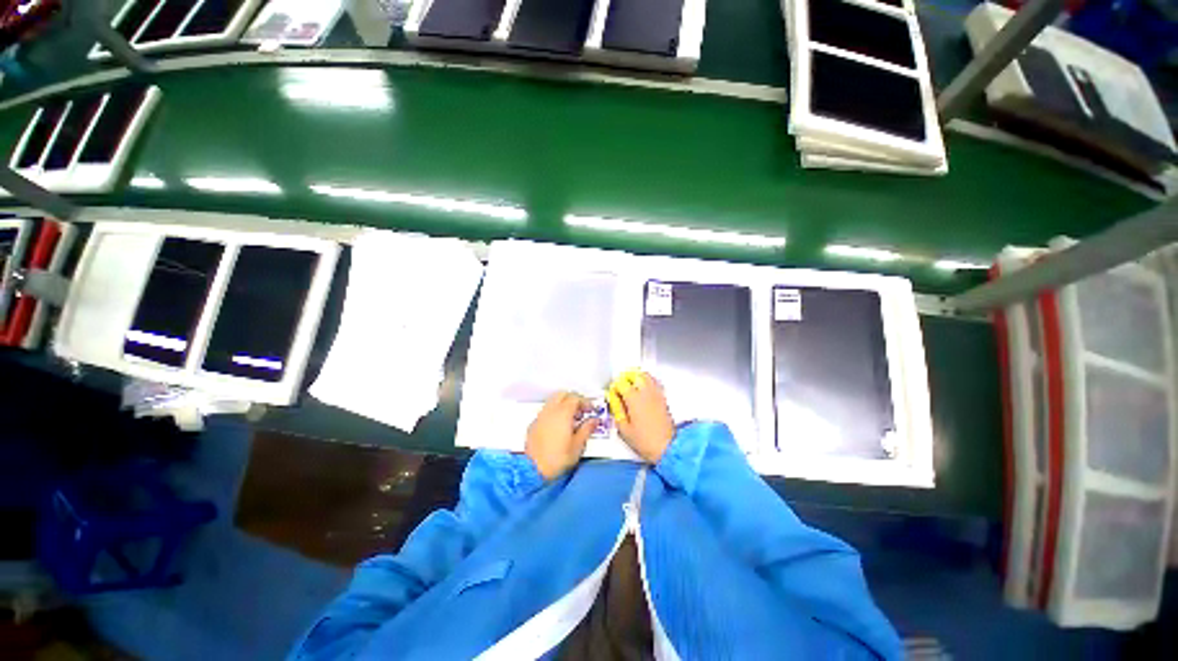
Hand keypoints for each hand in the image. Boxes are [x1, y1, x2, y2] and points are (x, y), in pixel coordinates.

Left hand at [526, 392, 598, 480]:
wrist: (532, 469)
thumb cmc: (558, 458)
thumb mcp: (578, 445)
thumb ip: (587, 429)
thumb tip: (594, 420)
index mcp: (563, 413)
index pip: (575, 398)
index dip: (585, 402)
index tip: (592, 410)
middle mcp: (550, 410)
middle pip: (563, 394)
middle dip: (574, 399)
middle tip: (582, 411)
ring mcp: (541, 416)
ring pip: (553, 401)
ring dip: (564, 405)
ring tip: (572, 419)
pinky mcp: (534, 424)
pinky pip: (546, 411)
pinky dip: (555, 412)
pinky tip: (560, 426)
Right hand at [608, 370, 674, 463]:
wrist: (667, 447)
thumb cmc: (644, 441)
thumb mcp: (623, 428)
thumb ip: (616, 410)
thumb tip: (613, 399)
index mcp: (633, 398)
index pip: (621, 383)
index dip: (615, 387)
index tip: (613, 394)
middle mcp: (645, 392)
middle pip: (635, 375)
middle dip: (626, 378)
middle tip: (621, 385)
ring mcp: (656, 394)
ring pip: (646, 376)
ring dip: (637, 377)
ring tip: (632, 384)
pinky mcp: (663, 398)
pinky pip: (655, 382)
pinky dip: (648, 381)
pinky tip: (644, 388)